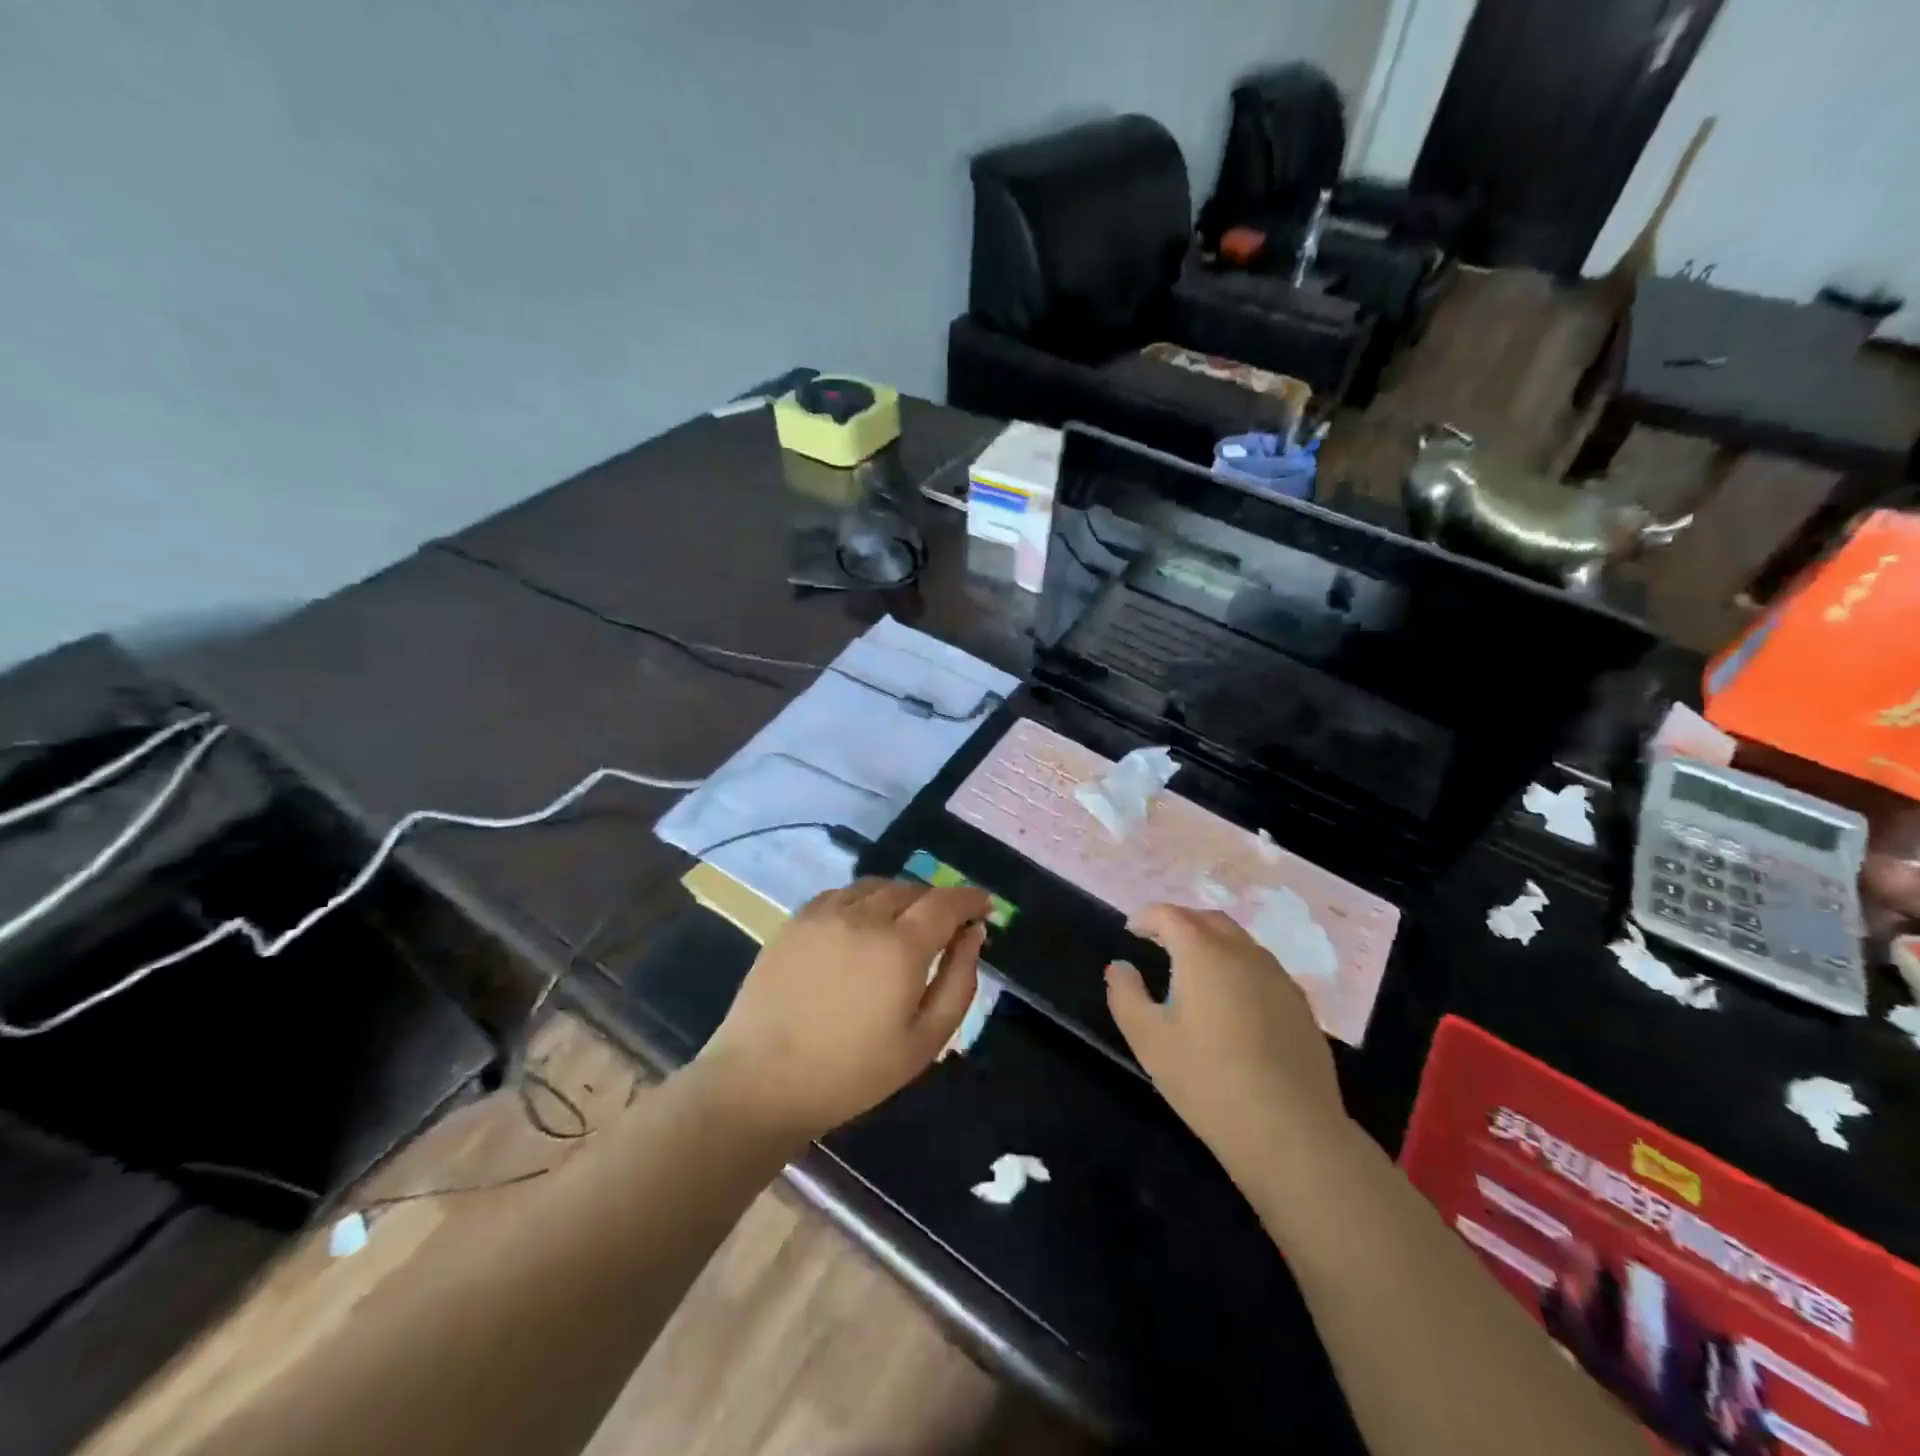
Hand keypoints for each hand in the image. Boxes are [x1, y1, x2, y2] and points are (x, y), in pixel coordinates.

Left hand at [694, 878, 989, 1145]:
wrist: (761, 1080)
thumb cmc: (852, 1072)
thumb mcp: (924, 1041)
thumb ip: (958, 981)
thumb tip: (974, 934)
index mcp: (901, 946)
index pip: (947, 902)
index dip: (970, 898)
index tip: (984, 905)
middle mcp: (864, 916)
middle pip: (912, 889)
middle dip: (936, 902)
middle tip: (944, 928)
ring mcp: (825, 914)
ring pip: (876, 887)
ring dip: (900, 898)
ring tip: (903, 925)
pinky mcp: (797, 920)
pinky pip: (842, 894)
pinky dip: (864, 901)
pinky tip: (861, 926)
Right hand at [1106, 904, 1348, 1176]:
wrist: (1291, 1131)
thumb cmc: (1208, 1080)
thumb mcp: (1148, 1040)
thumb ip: (1126, 995)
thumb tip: (1120, 967)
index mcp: (1203, 953)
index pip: (1170, 915)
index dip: (1147, 917)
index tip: (1132, 930)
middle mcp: (1243, 952)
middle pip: (1208, 920)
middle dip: (1180, 923)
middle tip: (1160, 942)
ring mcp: (1278, 977)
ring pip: (1240, 942)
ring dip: (1212, 943)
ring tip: (1194, 970)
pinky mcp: (1300, 1004)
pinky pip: (1262, 968)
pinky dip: (1239, 967)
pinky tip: (1233, 1001)